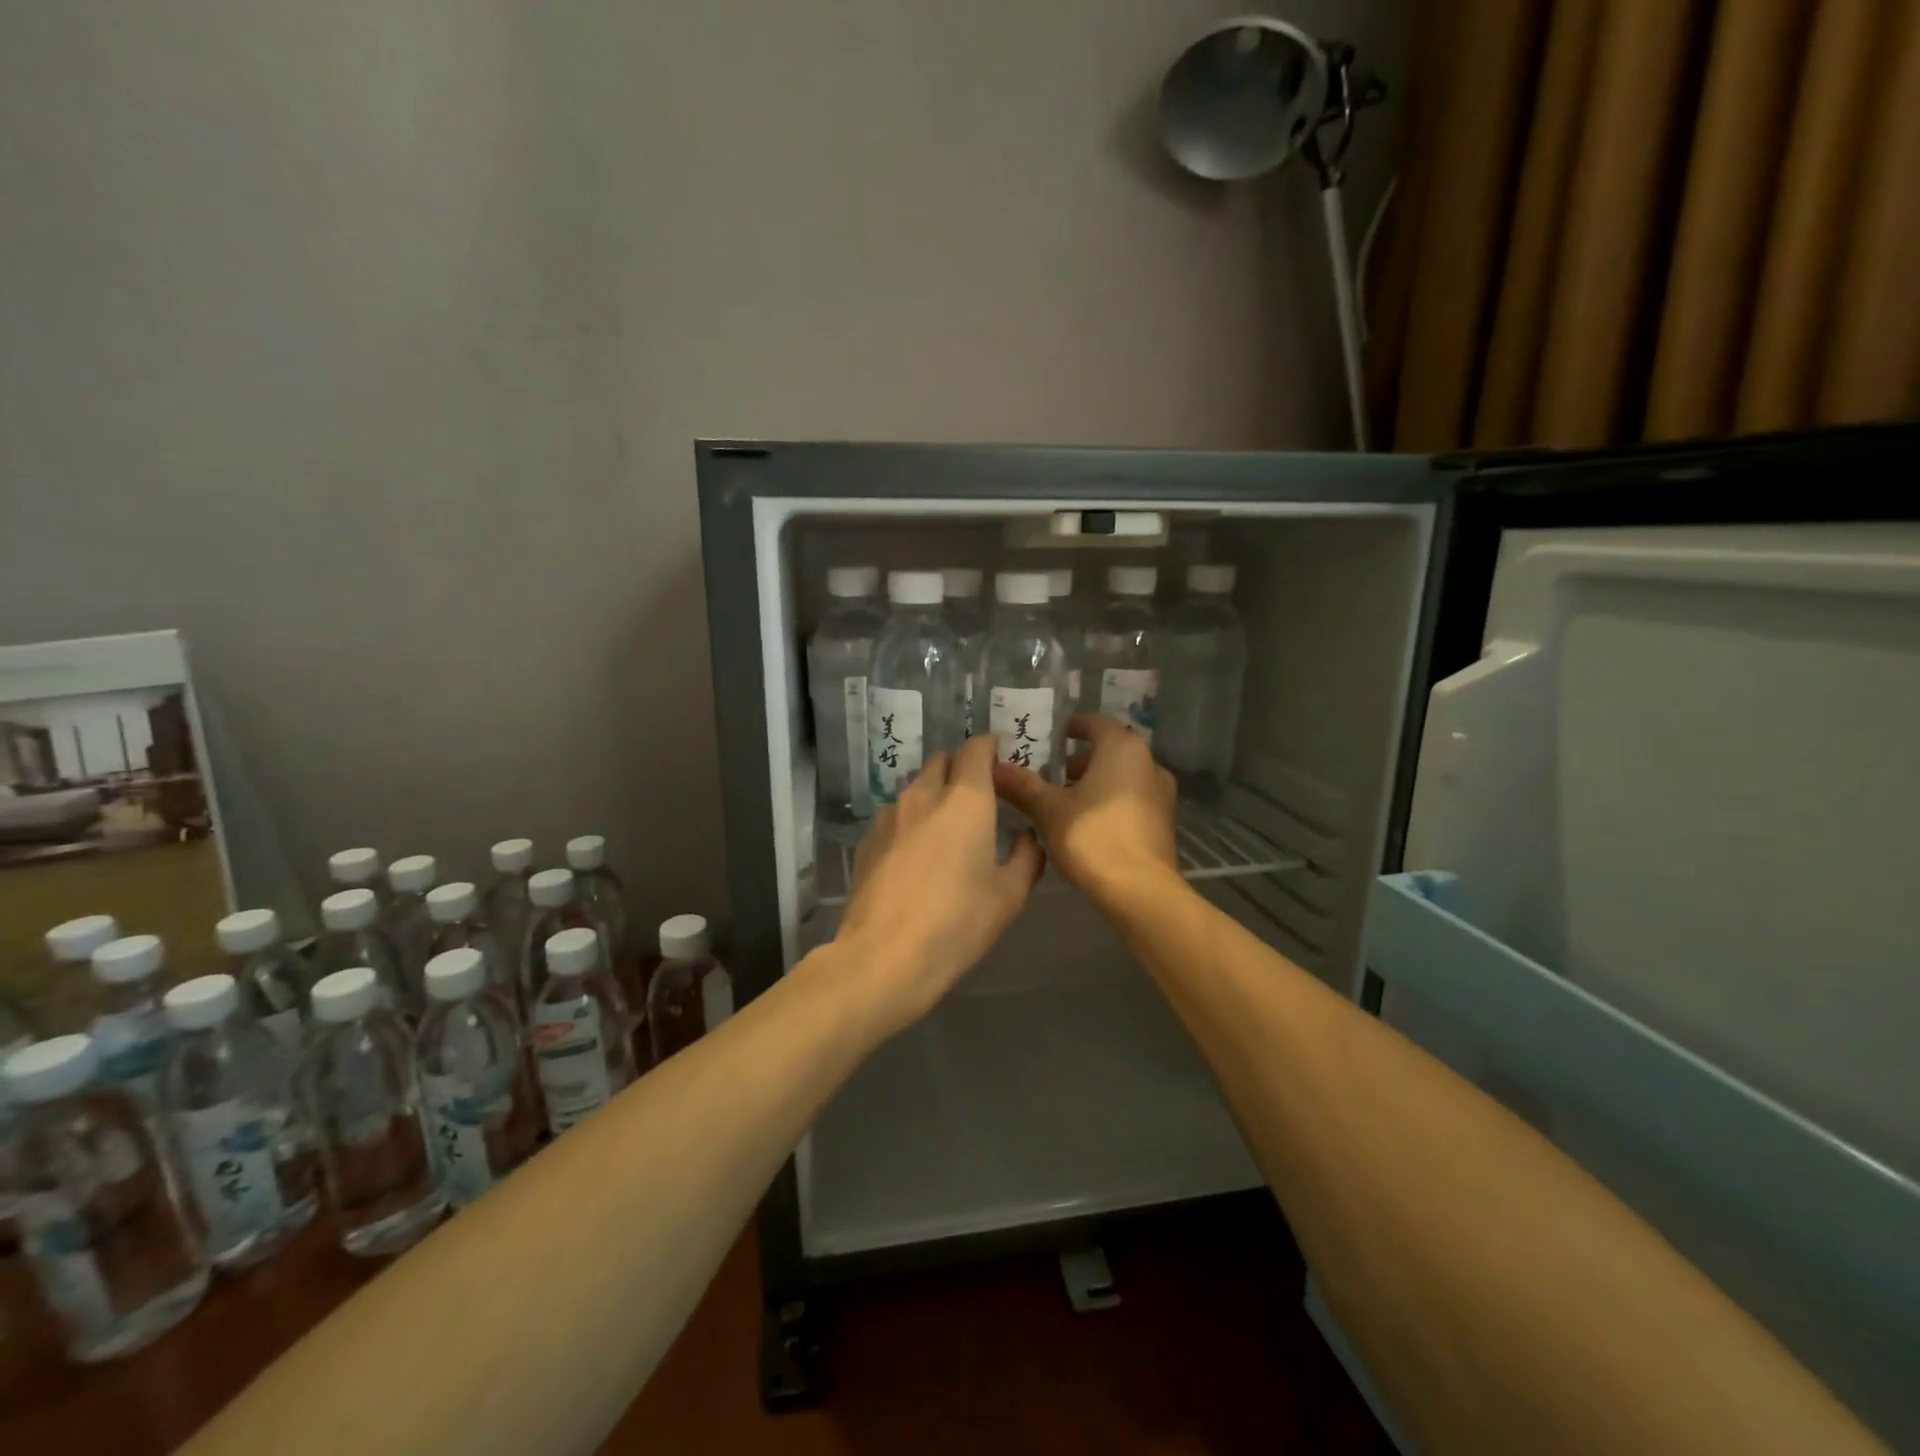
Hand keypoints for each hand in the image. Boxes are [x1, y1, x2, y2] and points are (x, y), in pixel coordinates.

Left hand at [834, 735, 1044, 1032]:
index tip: (1001, 759)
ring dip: (934, 793)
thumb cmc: (958, 924)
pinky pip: (895, 814)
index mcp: (966, 800)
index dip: (990, 747)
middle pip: (943, 761)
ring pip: (916, 786)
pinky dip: (911, 820)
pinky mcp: (867, 839)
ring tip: (947, 827)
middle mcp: (924, 794)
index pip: (976, 748)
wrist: (884, 957)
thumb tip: (1027, 837)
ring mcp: (890, 815)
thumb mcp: (1010, 896)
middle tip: (979, 795)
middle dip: (961, 768)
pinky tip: (916, 854)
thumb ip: (1027, 857)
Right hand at [992, 714, 1180, 913]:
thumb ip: (1023, 786)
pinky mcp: (1164, 822)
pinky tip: (1085, 824)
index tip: (1048, 738)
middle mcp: (1148, 763)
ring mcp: (1161, 793)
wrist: (1141, 892)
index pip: (1095, 722)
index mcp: (1123, 748)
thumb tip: (995, 767)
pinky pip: (1132, 799)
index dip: (1070, 727)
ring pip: (1122, 776)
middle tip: (1047, 773)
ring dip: (1094, 782)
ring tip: (1061, 801)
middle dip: (1078, 760)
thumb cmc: (1093, 838)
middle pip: (1109, 750)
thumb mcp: (1049, 810)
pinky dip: (1110, 802)